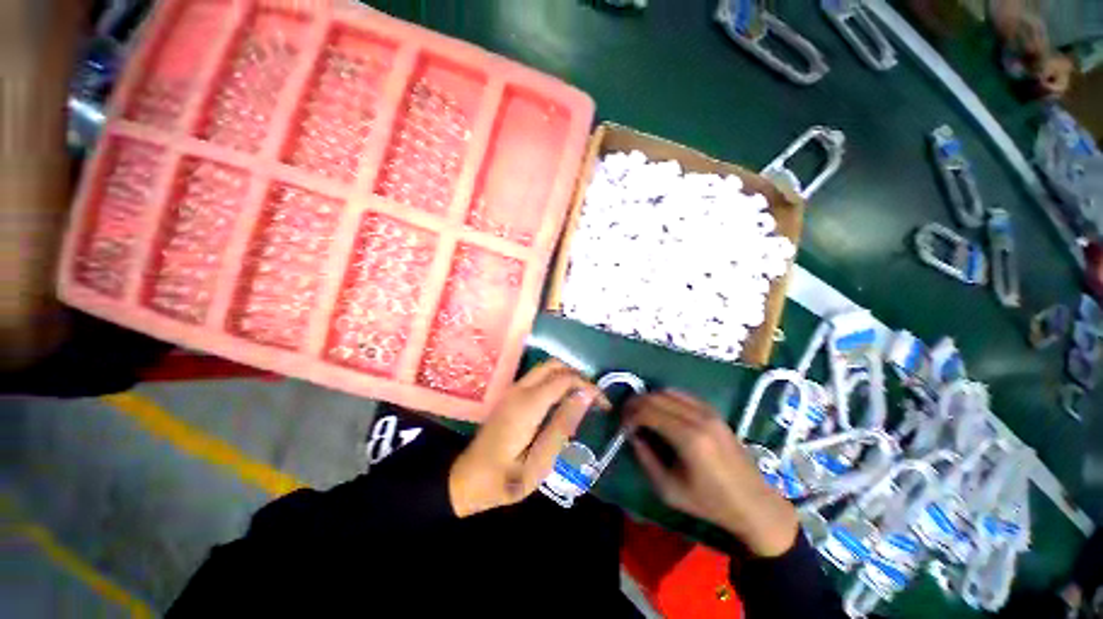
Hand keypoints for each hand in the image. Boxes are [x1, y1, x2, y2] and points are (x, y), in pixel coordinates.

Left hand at [449, 361, 603, 517]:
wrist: (467, 480)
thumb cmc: (505, 478)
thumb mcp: (540, 462)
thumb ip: (563, 425)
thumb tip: (585, 395)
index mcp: (528, 404)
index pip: (565, 379)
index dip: (588, 387)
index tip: (604, 405)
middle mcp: (520, 389)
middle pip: (554, 364)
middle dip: (578, 376)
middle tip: (593, 399)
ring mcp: (513, 389)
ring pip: (546, 367)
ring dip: (567, 376)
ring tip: (583, 400)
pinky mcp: (511, 394)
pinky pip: (538, 376)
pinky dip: (556, 380)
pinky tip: (563, 401)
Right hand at [627, 391, 798, 556]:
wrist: (755, 504)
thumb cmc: (710, 503)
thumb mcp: (669, 489)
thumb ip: (645, 458)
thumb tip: (632, 434)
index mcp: (688, 438)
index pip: (648, 411)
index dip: (630, 415)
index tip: (623, 426)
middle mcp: (698, 417)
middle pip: (656, 397)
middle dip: (636, 403)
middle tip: (627, 417)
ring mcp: (709, 411)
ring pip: (668, 391)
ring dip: (650, 398)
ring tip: (642, 413)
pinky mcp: (714, 412)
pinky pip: (683, 395)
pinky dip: (666, 398)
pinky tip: (662, 411)